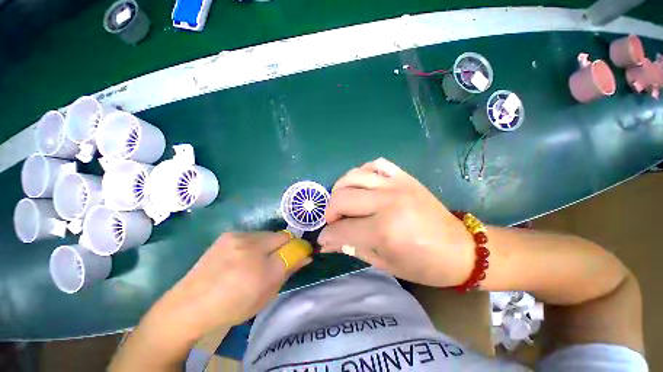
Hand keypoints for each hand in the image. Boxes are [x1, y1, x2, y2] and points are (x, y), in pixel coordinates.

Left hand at [148, 232, 310, 340]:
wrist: (191, 304)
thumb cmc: (233, 306)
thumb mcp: (266, 295)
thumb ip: (288, 272)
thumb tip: (306, 256)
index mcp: (262, 269)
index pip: (293, 248)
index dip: (300, 249)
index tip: (301, 254)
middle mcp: (252, 247)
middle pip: (282, 236)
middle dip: (285, 246)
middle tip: (276, 260)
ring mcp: (238, 237)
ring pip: (268, 234)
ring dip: (269, 244)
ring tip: (257, 259)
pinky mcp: (229, 234)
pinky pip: (253, 234)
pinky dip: (255, 243)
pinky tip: (243, 256)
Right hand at [318, 158, 473, 286]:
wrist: (461, 248)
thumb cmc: (423, 264)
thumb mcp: (385, 263)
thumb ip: (353, 248)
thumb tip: (329, 242)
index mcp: (383, 231)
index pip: (341, 229)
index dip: (327, 235)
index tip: (324, 238)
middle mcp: (386, 203)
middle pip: (342, 199)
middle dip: (330, 212)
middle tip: (334, 220)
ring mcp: (396, 185)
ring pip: (353, 176)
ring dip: (340, 189)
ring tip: (343, 201)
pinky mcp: (404, 177)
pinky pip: (375, 164)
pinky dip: (362, 172)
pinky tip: (362, 184)